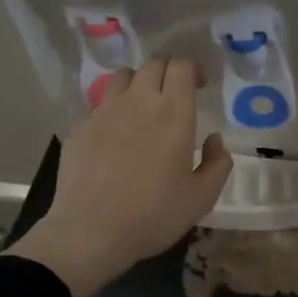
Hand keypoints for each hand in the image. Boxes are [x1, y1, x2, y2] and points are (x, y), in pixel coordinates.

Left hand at [9, 57, 232, 296]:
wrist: (91, 232)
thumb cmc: (153, 215)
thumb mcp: (201, 198)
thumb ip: (217, 163)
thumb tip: (214, 140)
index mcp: (174, 113)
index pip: (182, 66)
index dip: (194, 69)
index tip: (200, 86)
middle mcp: (138, 102)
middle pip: (154, 64)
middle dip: (169, 72)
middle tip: (176, 95)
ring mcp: (104, 111)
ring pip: (124, 77)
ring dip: (139, 84)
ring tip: (143, 108)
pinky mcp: (80, 126)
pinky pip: (100, 104)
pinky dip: (113, 109)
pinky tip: (114, 135)